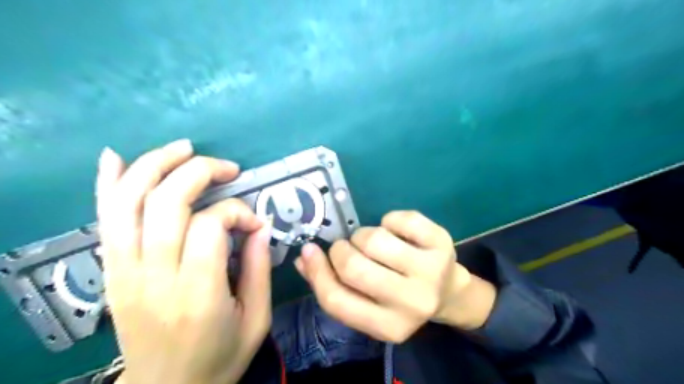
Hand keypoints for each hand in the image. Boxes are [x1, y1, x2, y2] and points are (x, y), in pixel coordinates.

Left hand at [96, 139, 271, 383]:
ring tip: (184, 149)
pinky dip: (108, 183)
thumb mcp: (257, 319)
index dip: (237, 212)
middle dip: (200, 172)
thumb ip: (259, 269)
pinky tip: (116, 156)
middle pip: (166, 203)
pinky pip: (105, 219)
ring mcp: (125, 272)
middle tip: (229, 169)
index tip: (255, 223)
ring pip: (129, 202)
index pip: (209, 226)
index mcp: (197, 293)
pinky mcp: (113, 271)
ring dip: (155, 165)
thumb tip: (260, 226)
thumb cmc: (219, 357)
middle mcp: (154, 276)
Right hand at [295, 212, 497, 342]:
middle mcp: (412, 303)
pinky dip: (389, 220)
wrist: (448, 292)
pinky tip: (396, 232)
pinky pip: (400, 218)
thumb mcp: (369, 305)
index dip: (317, 272)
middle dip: (342, 250)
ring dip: (363, 235)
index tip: (309, 251)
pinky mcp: (441, 242)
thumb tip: (303, 259)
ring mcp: (431, 271)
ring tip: (373, 243)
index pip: (337, 300)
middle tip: (347, 248)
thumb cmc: (400, 299)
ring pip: (375, 239)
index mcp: (389, 327)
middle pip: (354, 267)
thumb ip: (333, 286)